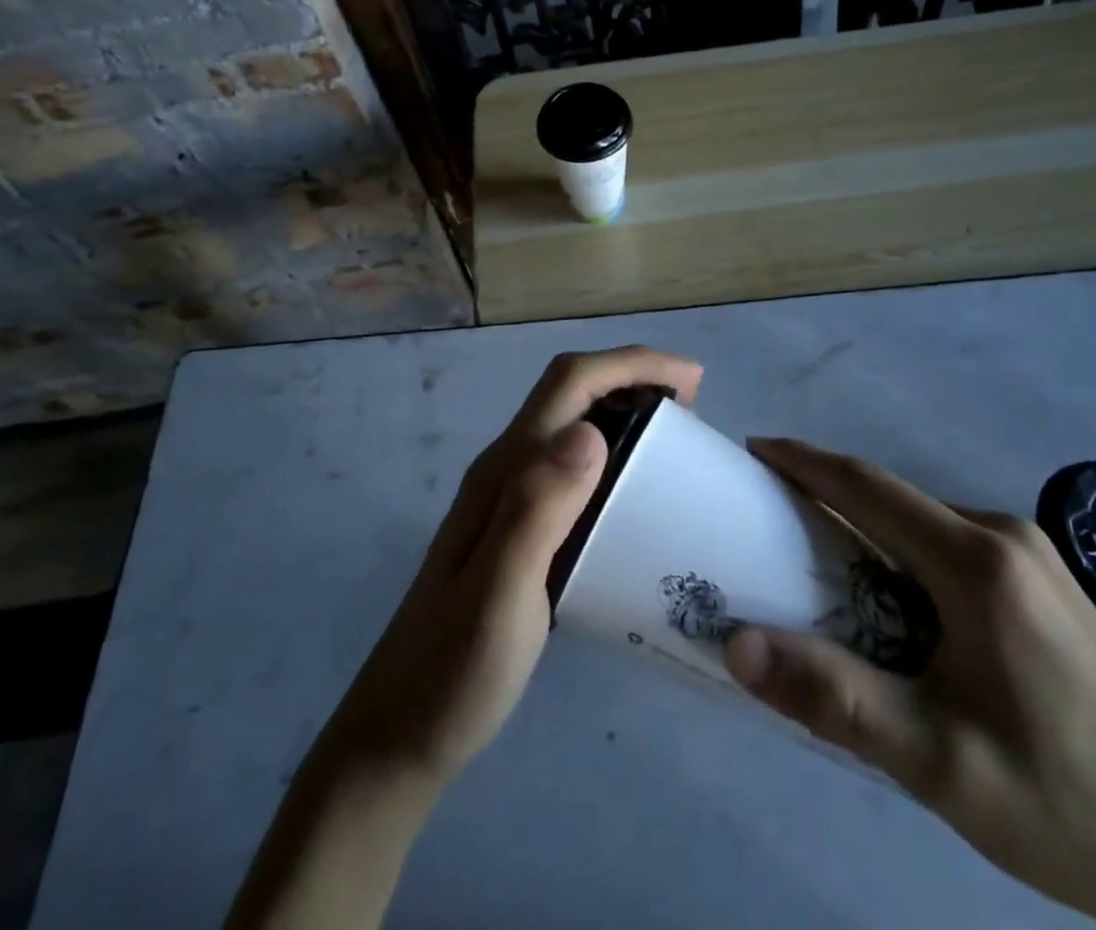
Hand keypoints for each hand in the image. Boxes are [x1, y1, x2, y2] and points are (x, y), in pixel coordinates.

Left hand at [318, 345, 703, 788]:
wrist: (401, 730)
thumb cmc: (455, 669)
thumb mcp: (500, 594)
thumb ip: (537, 510)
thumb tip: (589, 431)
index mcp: (506, 469)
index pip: (569, 383)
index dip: (631, 364)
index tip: (692, 379)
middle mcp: (507, 468)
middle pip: (571, 391)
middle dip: (633, 378)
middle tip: (693, 410)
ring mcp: (510, 497)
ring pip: (572, 424)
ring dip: (624, 411)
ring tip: (676, 442)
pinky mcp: (519, 528)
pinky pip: (573, 466)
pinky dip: (614, 455)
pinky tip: (637, 493)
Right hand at [723, 437, 1095, 929]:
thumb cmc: (1066, 808)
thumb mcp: (937, 763)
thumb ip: (832, 696)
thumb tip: (736, 644)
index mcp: (978, 562)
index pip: (867, 485)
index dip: (804, 460)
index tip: (753, 451)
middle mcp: (1008, 538)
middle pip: (894, 499)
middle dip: (826, 496)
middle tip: (768, 516)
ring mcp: (1038, 560)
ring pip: (925, 522)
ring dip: (866, 529)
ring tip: (817, 561)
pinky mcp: (1053, 588)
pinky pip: (955, 545)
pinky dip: (904, 552)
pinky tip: (894, 601)